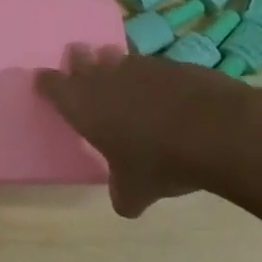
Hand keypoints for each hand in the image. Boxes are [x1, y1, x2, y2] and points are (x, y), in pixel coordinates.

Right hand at [34, 44, 261, 215]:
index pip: (52, 85)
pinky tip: (162, 91)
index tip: (44, 83)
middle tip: (78, 64)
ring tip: (118, 74)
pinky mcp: (172, 64)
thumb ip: (123, 194)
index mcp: (82, 105)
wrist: (218, 131)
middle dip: (78, 61)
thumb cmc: (160, 162)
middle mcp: (104, 79)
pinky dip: (151, 76)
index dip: (46, 83)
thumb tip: (126, 204)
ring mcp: (140, 67)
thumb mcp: (136, 192)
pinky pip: (151, 66)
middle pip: (81, 58)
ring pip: (116, 57)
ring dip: (113, 64)